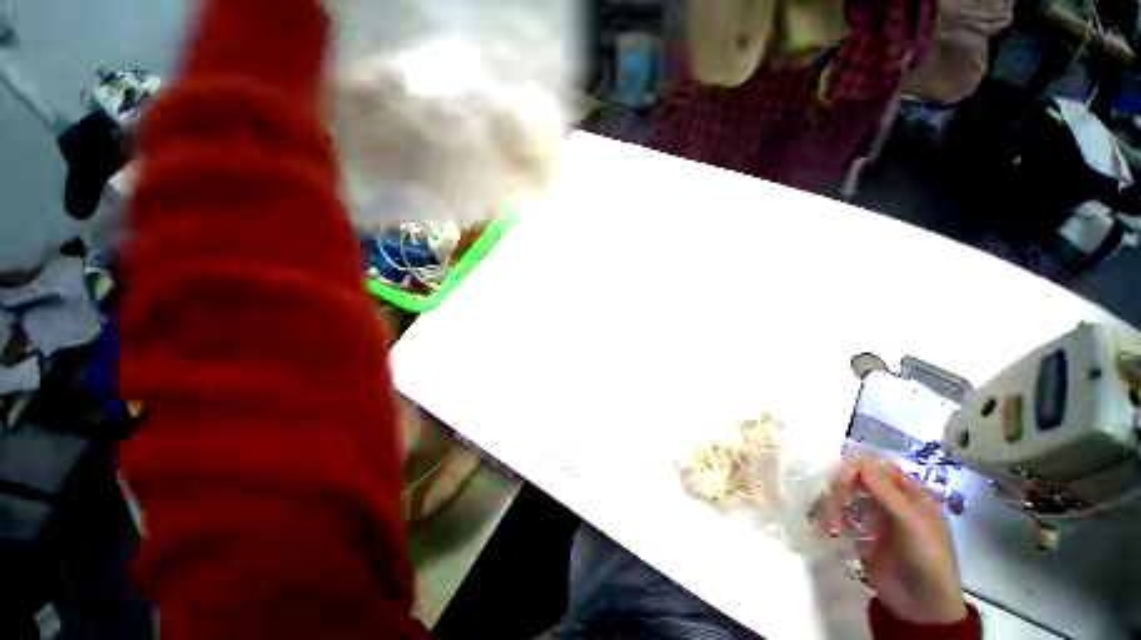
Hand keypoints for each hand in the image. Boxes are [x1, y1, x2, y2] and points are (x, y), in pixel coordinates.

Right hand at [825, 456, 967, 624]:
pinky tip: (826, 532)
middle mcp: (888, 501)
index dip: (856, 469)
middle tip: (834, 506)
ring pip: (842, 497)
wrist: (921, 609)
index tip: (841, 481)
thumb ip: (887, 493)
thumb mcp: (913, 526)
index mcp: (908, 494)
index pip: (876, 467)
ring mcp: (872, 518)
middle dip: (840, 490)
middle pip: (855, 480)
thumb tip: (860, 456)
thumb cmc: (928, 561)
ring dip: (831, 507)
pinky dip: (828, 520)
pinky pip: (837, 517)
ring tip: (830, 527)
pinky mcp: (858, 535)